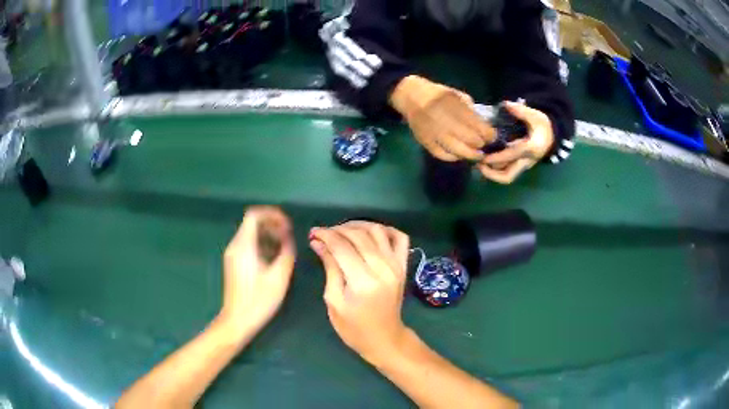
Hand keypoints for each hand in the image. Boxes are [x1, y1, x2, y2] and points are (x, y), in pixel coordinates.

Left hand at [219, 206, 295, 337]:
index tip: (287, 225)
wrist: (237, 320)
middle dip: (272, 224)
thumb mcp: (279, 278)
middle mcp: (235, 246)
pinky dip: (261, 243)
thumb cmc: (259, 300)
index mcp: (244, 246)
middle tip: (288, 236)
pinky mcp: (233, 263)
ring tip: (284, 247)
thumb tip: (288, 239)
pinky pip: (247, 244)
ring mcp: (232, 254)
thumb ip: (286, 253)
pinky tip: (273, 258)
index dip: (272, 214)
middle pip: (252, 222)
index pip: (254, 215)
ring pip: (250, 233)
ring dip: (268, 234)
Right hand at [309, 221, 410, 362]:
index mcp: (363, 282)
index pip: (342, 247)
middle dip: (338, 229)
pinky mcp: (403, 266)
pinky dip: (385, 229)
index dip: (325, 235)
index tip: (313, 232)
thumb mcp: (334, 301)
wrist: (384, 338)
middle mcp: (383, 269)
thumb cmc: (354, 327)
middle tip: (324, 233)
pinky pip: (400, 238)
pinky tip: (370, 233)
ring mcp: (397, 265)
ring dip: (358, 225)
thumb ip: (329, 268)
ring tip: (342, 231)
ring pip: (378, 231)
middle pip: (359, 235)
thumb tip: (318, 242)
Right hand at [390, 75, 494, 161]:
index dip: (488, 134)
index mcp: (451, 103)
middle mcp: (442, 117)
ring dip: (470, 154)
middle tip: (484, 146)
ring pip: (457, 150)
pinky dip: (453, 157)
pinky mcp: (424, 140)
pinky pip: (442, 154)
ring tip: (477, 154)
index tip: (492, 136)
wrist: (411, 96)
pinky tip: (460, 155)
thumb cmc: (438, 94)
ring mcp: (432, 131)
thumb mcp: (456, 95)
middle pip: (469, 139)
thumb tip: (484, 127)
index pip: (476, 124)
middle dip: (481, 145)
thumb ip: (470, 110)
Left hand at [478, 101, 554, 183]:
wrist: (551, 136)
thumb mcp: (535, 115)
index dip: (497, 157)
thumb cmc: (542, 125)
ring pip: (506, 176)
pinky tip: (483, 161)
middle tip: (477, 164)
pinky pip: (505, 172)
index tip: (483, 156)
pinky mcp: (518, 165)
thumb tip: (506, 104)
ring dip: (491, 173)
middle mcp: (526, 161)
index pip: (513, 155)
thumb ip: (521, 111)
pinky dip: (494, 170)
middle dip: (492, 174)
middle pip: (508, 176)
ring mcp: (522, 165)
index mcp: (531, 149)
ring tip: (477, 163)